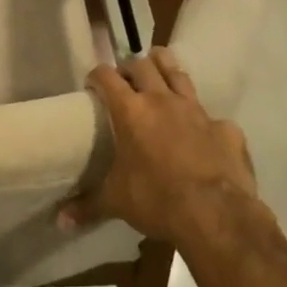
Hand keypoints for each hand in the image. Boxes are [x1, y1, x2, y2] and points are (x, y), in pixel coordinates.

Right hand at [60, 46, 261, 251]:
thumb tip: (60, 221)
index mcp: (130, 111)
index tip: (92, 85)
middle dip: (130, 68)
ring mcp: (197, 111)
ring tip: (159, 76)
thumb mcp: (116, 202)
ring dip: (165, 70)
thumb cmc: (156, 200)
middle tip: (125, 82)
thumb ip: (88, 205)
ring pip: (178, 73)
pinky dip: (204, 121)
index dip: (97, 75)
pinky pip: (212, 116)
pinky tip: (202, 135)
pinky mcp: (226, 128)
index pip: (106, 76)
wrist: (216, 214)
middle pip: (142, 65)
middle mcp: (162, 100)